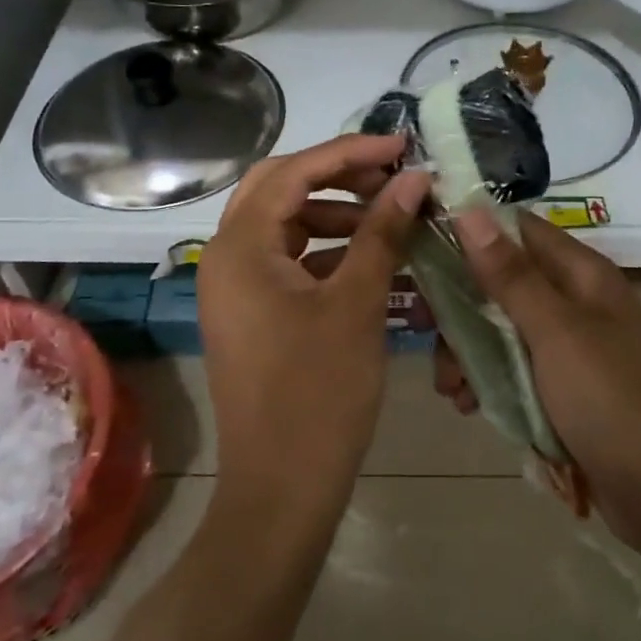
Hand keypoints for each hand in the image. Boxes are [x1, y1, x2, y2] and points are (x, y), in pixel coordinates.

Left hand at [198, 134, 430, 523]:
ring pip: (286, 227)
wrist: (281, 491)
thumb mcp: (357, 304)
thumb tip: (414, 179)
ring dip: (338, 217)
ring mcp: (235, 288)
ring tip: (393, 221)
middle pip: (280, 191)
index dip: (349, 152)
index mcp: (240, 247)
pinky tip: (374, 262)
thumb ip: (383, 232)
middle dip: (338, 178)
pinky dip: (329, 255)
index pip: (293, 172)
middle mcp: (226, 258)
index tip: (402, 149)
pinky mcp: (251, 314)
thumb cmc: (319, 393)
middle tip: (393, 179)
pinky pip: (289, 263)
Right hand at [442, 208, 640, 546]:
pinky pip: (511, 367)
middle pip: (500, 280)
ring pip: (499, 327)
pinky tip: (467, 404)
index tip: (420, 243)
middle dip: (459, 304)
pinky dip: (485, 379)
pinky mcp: (561, 386)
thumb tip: (469, 208)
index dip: (468, 228)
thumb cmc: (611, 402)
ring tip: (449, 386)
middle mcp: (573, 300)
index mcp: (581, 274)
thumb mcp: (555, 333)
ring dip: (466, 350)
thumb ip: (510, 274)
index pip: (516, 227)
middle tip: (424, 328)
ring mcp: (567, 345)